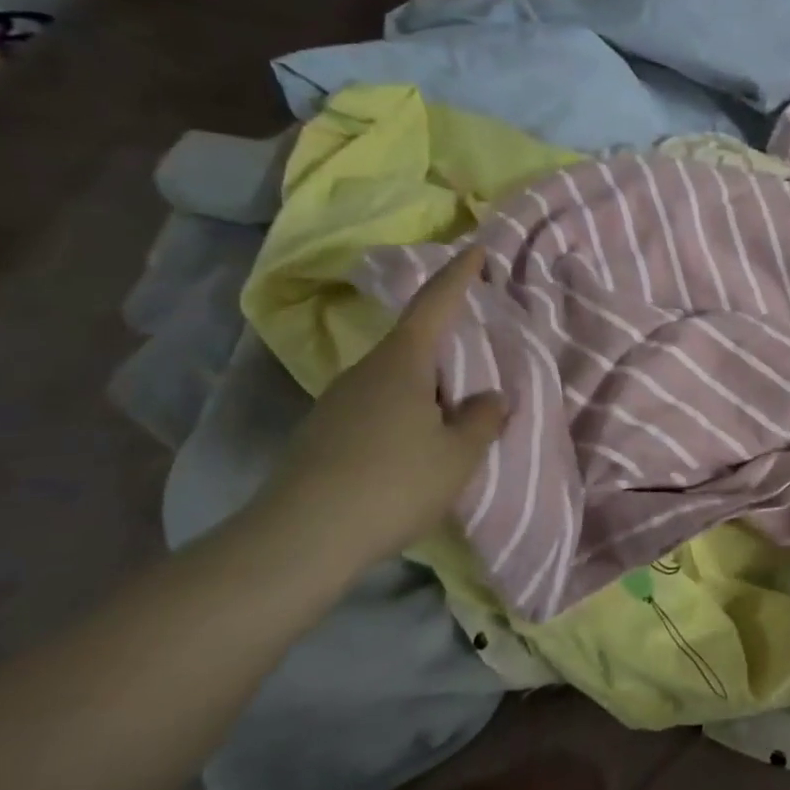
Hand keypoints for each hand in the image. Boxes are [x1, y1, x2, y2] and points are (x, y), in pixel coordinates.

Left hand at [251, 246, 506, 571]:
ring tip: (454, 413)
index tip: (476, 249)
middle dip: (446, 343)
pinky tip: (417, 448)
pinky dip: (405, 414)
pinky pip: (377, 408)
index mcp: (402, 362)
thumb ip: (483, 419)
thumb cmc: (393, 483)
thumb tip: (490, 397)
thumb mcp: (458, 455)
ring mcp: (338, 402)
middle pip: (413, 344)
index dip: (458, 275)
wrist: (299, 539)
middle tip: (479, 354)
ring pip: (395, 380)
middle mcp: (366, 371)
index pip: (435, 303)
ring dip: (426, 387)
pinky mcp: (323, 434)